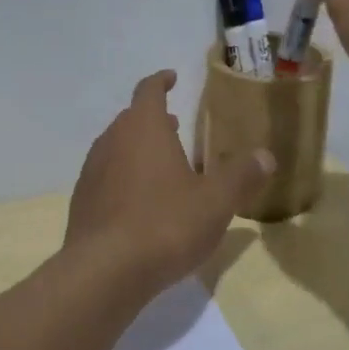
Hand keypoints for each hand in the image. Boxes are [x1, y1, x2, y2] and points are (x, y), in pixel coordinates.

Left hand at [65, 70, 274, 295]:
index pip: (148, 91)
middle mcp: (112, 142)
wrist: (104, 272)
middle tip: (173, 125)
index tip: (171, 77)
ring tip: (159, 164)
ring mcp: (91, 172)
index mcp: (143, 128)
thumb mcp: (216, 202)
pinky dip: (123, 178)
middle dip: (152, 119)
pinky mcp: (82, 203)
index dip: (160, 81)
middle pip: (130, 119)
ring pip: (115, 148)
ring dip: (136, 149)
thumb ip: (241, 175)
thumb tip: (266, 155)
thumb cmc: (165, 224)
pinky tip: (139, 203)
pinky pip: (105, 178)